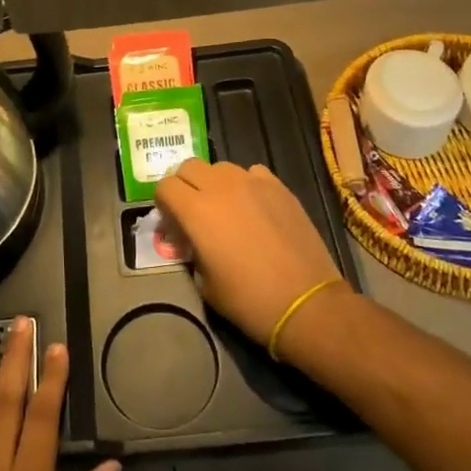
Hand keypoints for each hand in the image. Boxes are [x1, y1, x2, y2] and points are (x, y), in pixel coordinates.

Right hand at [153, 159, 342, 347]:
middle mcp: (221, 187)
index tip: (173, 223)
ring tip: (226, 209)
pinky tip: (254, 207)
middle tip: (194, 212)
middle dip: (185, 186)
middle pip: (189, 167)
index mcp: (196, 211)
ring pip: (220, 167)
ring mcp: (252, 182)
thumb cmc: (249, 300)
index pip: (165, 186)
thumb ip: (191, 250)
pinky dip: (246, 185)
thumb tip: (190, 239)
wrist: (305, 303)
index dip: (164, 204)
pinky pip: (252, 173)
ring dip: (215, 183)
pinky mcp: (279, 186)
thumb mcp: (204, 283)